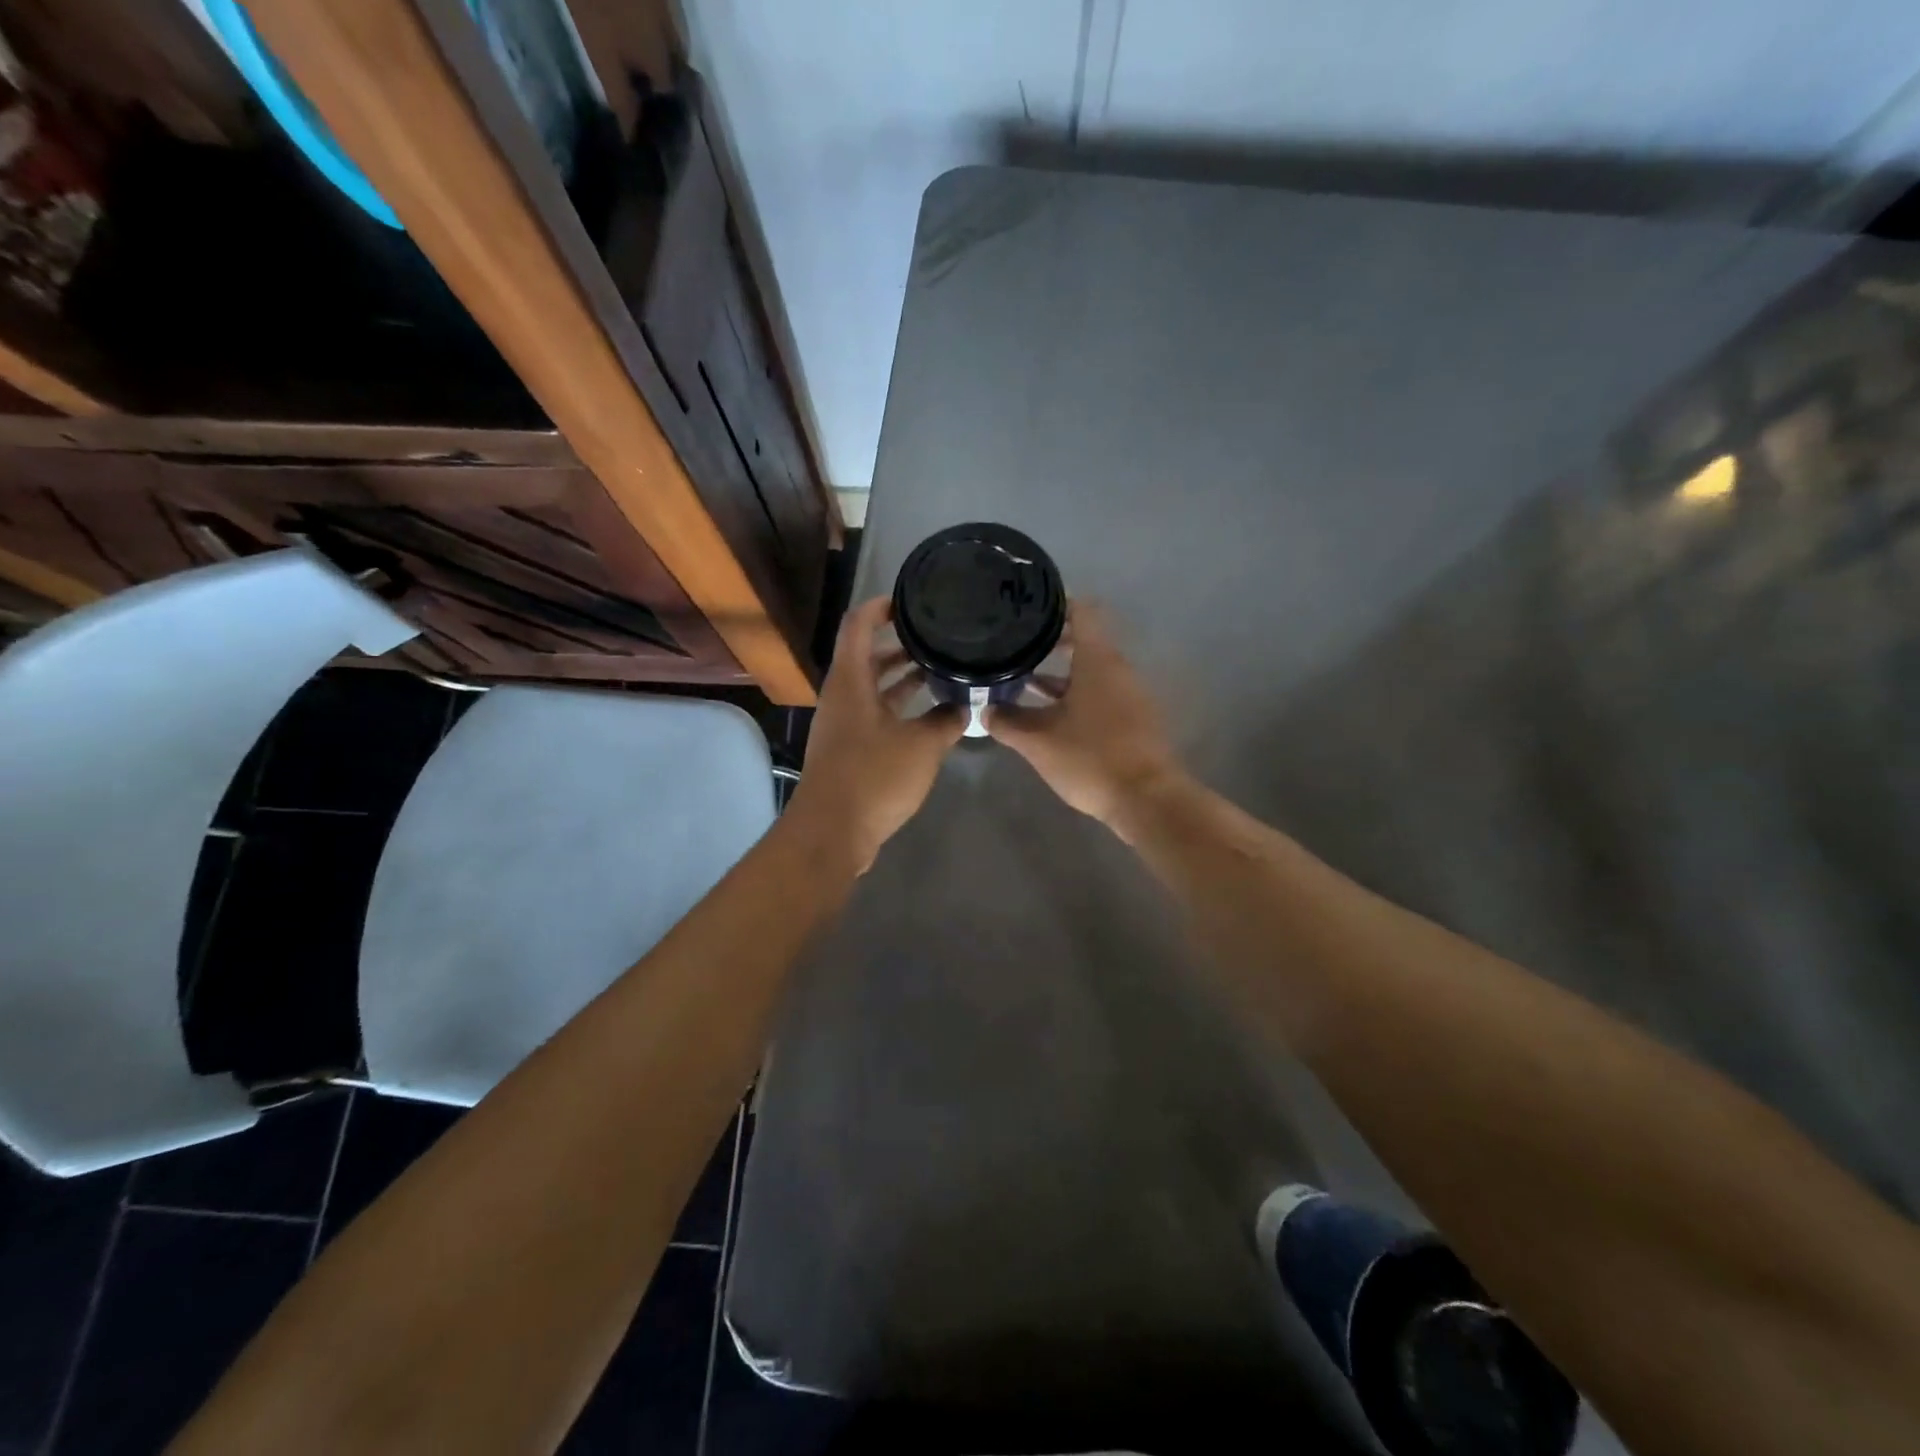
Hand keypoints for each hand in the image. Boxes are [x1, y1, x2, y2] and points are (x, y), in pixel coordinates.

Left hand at [785, 596, 964, 871]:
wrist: (833, 831)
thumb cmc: (874, 777)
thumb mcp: (922, 745)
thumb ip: (946, 720)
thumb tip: (964, 705)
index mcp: (850, 681)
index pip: (858, 625)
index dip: (881, 606)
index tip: (912, 601)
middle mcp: (842, 696)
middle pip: (866, 656)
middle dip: (900, 644)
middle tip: (936, 638)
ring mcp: (843, 724)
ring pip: (872, 688)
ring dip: (901, 678)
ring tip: (938, 670)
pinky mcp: (849, 750)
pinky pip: (875, 715)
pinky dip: (898, 707)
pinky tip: (928, 715)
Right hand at [988, 603, 1183, 838]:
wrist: (1146, 800)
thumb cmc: (1091, 758)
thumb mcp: (1038, 741)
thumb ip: (1008, 721)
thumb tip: (985, 708)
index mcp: (1098, 661)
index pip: (1082, 612)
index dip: (1056, 605)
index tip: (1029, 609)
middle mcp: (1117, 670)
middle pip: (1086, 641)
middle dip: (1051, 642)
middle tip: (1018, 645)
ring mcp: (1129, 696)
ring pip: (1091, 672)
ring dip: (1060, 675)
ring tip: (1024, 681)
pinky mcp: (1132, 720)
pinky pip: (1100, 695)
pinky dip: (1074, 696)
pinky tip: (1048, 715)